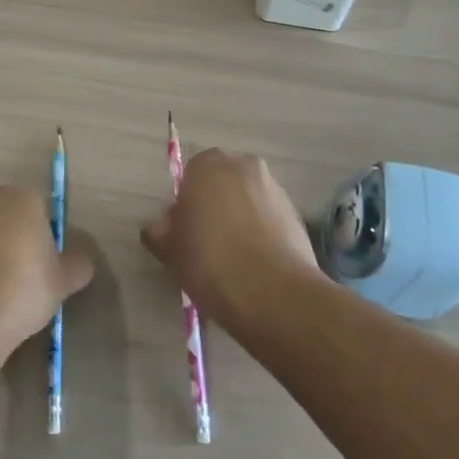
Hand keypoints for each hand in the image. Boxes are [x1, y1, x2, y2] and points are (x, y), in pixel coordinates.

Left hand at [0, 186, 92, 351]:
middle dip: (19, 240)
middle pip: (11, 218)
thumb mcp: (65, 280)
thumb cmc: (25, 286)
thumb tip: (80, 261)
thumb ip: (78, 265)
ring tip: (3, 290)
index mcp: (22, 197)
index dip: (48, 238)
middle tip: (28, 277)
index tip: (48, 266)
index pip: (42, 211)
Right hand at [142, 149, 320, 324]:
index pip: (191, 174)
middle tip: (207, 241)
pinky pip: (270, 218)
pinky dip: (263, 233)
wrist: (273, 293)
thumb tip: (161, 226)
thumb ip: (159, 231)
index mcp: (208, 164)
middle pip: (224, 182)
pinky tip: (256, 263)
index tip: (185, 230)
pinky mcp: (298, 215)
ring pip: (249, 199)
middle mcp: (244, 166)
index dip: (187, 202)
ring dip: (241, 218)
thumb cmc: (210, 261)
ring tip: (234, 257)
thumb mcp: (169, 250)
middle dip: (216, 204)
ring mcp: (275, 188)